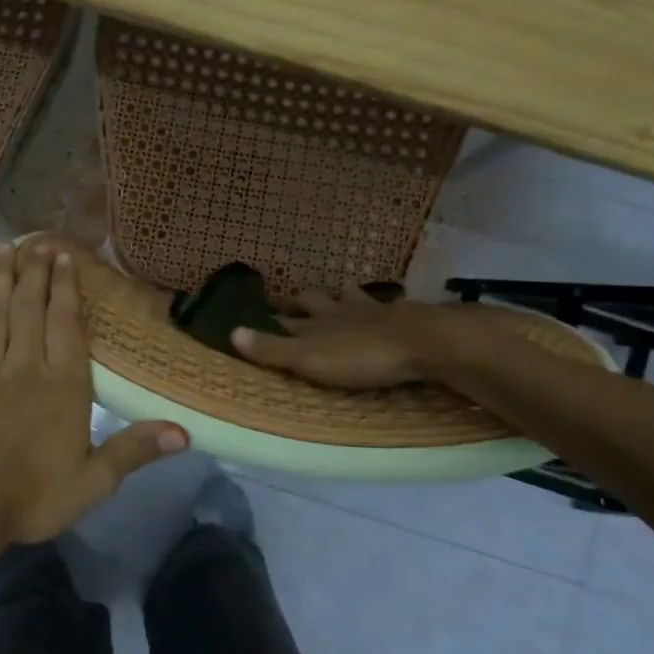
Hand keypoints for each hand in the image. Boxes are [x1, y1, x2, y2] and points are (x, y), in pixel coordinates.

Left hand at [0, 240, 186, 565]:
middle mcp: (24, 369)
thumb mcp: (93, 482)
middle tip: (38, 242)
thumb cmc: (31, 499)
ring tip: (3, 249)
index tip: (65, 257)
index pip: (67, 326)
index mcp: (62, 387)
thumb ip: (135, 450)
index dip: (67, 289)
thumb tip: (185, 432)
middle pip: (30, 311)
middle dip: (36, 274)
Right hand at [230, 289, 461, 388]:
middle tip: (293, 297)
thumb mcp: (309, 358)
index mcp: (315, 325)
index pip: (285, 320)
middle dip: (302, 299)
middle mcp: (340, 312)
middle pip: (316, 300)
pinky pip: (387, 307)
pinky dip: (381, 307)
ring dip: (341, 297)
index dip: (270, 316)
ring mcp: (373, 311)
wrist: (422, 342)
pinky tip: (387, 308)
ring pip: (350, 297)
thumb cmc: (360, 356)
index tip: (258, 310)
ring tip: (338, 295)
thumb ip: (272, 349)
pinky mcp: (404, 317)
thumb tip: (231, 331)